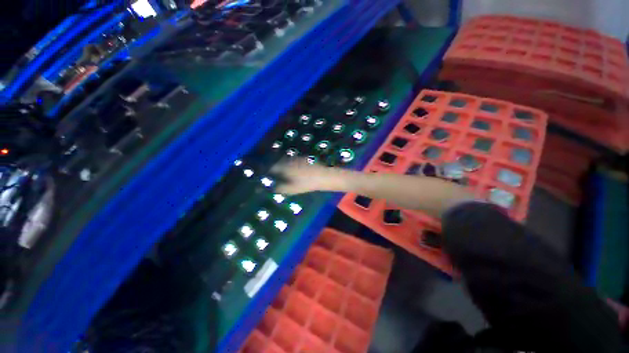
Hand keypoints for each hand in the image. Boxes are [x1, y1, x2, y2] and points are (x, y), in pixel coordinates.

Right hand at [271, 159, 341, 194]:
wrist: (323, 176)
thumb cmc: (306, 184)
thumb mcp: (292, 189)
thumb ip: (281, 188)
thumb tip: (273, 188)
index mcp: (285, 167)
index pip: (273, 167)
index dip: (270, 171)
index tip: (268, 174)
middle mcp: (290, 161)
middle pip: (280, 162)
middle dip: (276, 166)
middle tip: (275, 172)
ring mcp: (298, 158)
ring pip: (288, 160)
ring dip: (284, 164)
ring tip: (285, 170)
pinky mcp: (305, 158)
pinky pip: (295, 160)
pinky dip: (293, 163)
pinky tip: (296, 168)